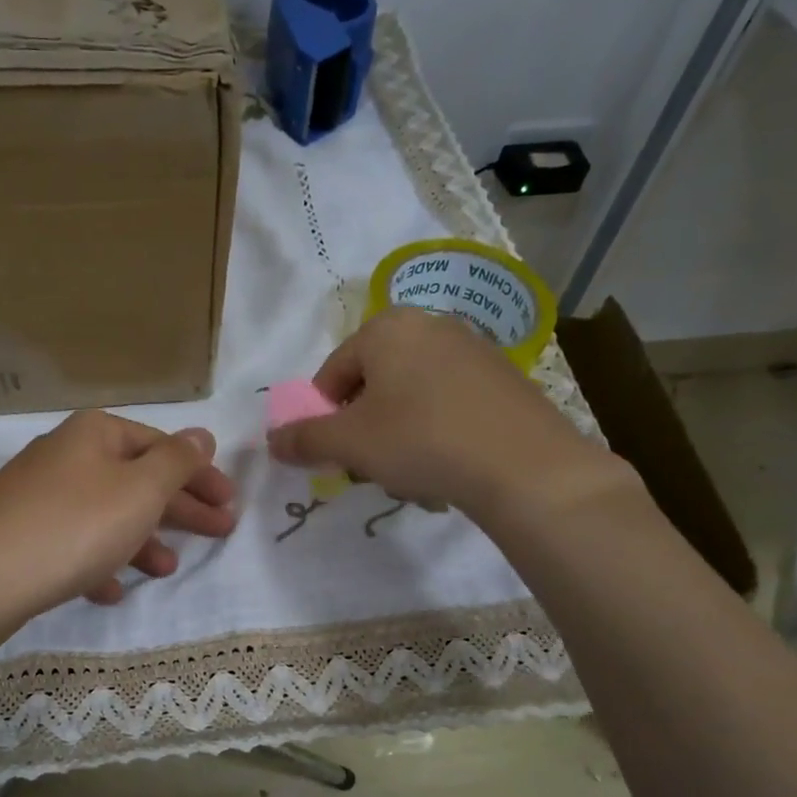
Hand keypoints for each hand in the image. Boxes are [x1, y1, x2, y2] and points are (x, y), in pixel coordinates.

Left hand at [0, 410, 237, 622]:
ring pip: (105, 513)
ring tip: (165, 569)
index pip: (160, 445)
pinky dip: (97, 561)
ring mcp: (37, 494)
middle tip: (219, 532)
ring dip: (141, 539)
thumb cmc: (76, 526)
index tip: (230, 502)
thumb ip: (177, 461)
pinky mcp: (18, 532)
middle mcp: (65, 454)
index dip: (200, 473)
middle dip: (180, 508)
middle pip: (136, 479)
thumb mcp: (140, 490)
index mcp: (95, 434)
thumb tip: (202, 434)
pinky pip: (71, 542)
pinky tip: (109, 589)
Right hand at [266, 308, 634, 520]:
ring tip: (410, 471)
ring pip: (411, 396)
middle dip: (363, 426)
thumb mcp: (349, 443)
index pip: (332, 373)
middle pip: (373, 382)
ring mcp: (473, 349)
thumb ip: (304, 439)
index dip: (323, 418)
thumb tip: (271, 442)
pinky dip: (437, 431)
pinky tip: (447, 464)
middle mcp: (430, 325)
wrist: (524, 466)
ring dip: (397, 433)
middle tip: (370, 464)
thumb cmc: (420, 440)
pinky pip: (449, 403)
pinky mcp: (504, 378)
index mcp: (386, 328)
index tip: (335, 454)